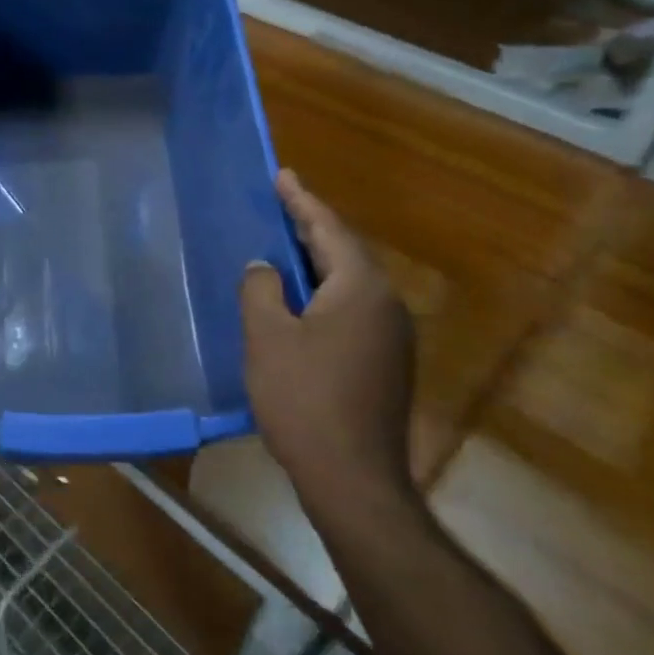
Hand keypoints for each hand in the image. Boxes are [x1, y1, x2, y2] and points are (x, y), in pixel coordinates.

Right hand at [239, 169, 416, 529]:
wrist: (354, 479)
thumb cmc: (304, 400)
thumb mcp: (268, 338)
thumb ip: (261, 290)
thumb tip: (264, 267)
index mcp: (360, 288)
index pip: (329, 229)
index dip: (301, 200)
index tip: (281, 175)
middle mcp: (386, 304)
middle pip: (344, 252)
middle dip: (310, 227)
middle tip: (279, 205)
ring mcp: (392, 336)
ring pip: (349, 283)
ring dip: (317, 262)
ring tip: (284, 247)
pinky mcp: (387, 363)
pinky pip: (352, 309)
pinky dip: (324, 293)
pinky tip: (300, 302)